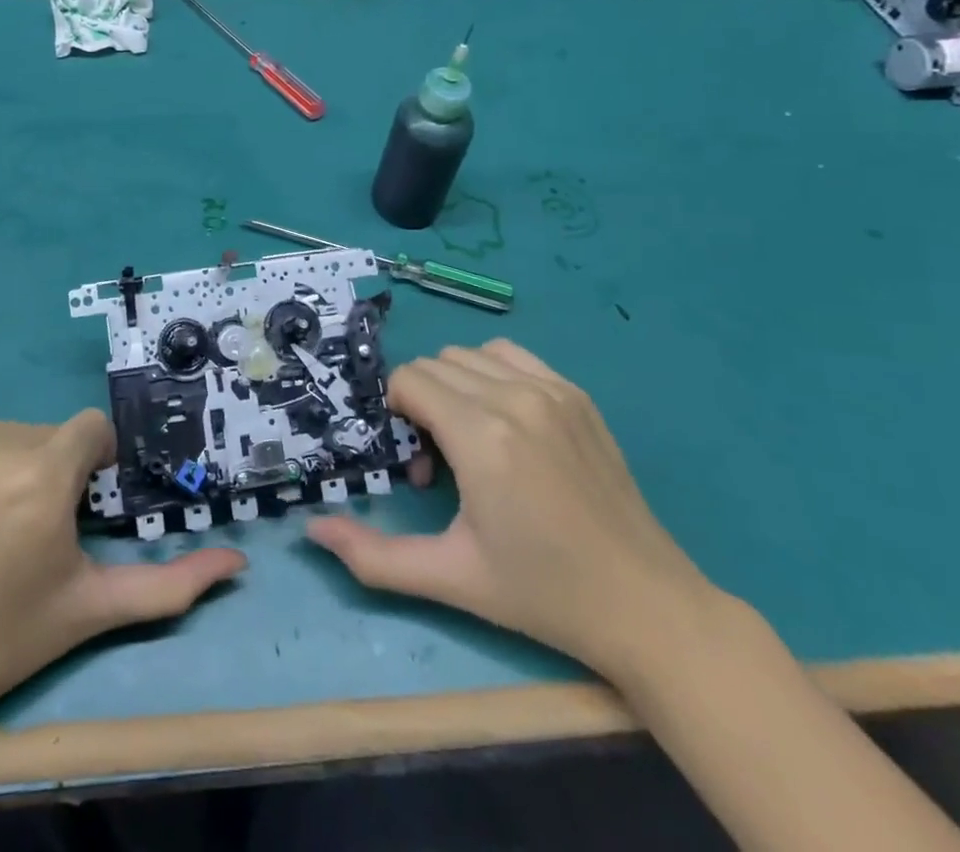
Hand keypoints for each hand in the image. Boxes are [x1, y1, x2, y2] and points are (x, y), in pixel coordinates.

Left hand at [0, 413, 244, 741]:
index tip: (73, 507)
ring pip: (2, 430)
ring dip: (5, 464)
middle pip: (45, 433)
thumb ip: (170, 584)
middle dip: (48, 470)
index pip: (91, 431)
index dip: (90, 466)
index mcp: (40, 479)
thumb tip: (239, 562)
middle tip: (24, 530)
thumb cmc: (0, 641)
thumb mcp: (90, 609)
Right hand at [306, 338, 717, 681]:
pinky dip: (492, 375)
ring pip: (470, 355)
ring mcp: (552, 390)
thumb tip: (313, 531)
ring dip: (454, 386)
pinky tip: (507, 424)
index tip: (419, 466)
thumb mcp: (450, 578)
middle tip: (443, 464)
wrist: (647, 605)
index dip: (398, 418)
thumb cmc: (542, 593)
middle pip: (435, 365)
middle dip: (422, 404)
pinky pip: (511, 355)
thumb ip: (373, 556)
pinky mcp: (576, 394)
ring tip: (473, 441)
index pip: (409, 381)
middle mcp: (514, 397)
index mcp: (481, 435)